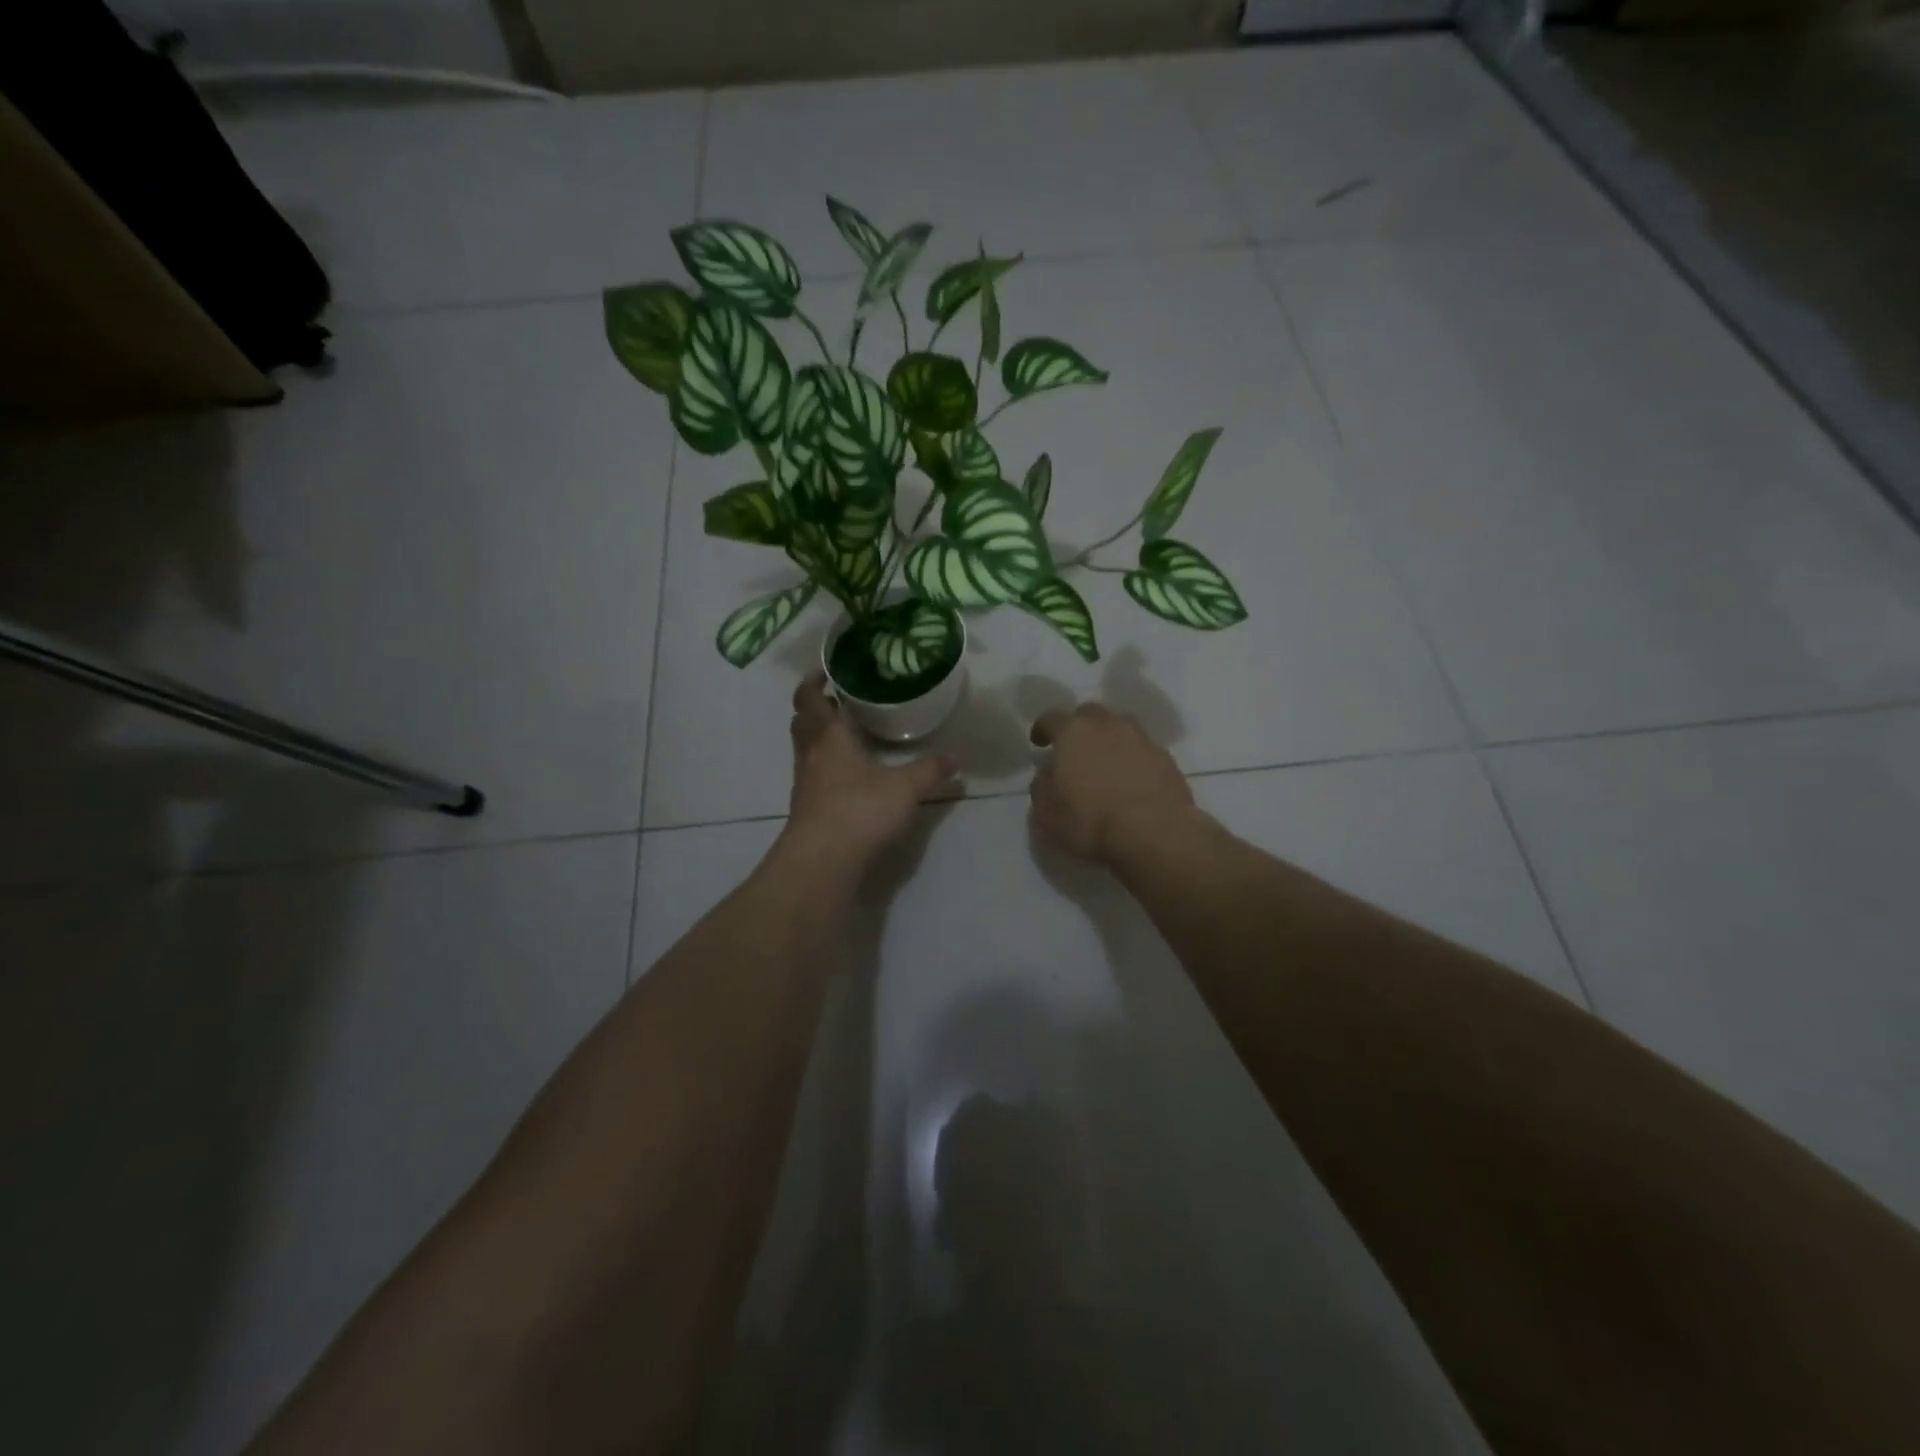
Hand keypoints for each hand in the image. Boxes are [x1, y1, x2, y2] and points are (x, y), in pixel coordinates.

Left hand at [784, 674, 958, 868]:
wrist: (822, 861)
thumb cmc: (859, 810)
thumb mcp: (905, 788)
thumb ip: (930, 771)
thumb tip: (956, 758)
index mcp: (828, 736)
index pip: (809, 698)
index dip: (813, 682)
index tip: (827, 672)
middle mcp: (811, 754)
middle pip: (803, 722)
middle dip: (816, 708)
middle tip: (840, 701)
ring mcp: (805, 783)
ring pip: (806, 749)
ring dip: (819, 737)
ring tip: (848, 735)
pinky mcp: (807, 808)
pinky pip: (813, 775)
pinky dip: (826, 766)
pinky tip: (849, 776)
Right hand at [1029, 702, 1194, 862]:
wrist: (1153, 833)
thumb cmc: (1090, 821)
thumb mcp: (1046, 812)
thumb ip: (1042, 786)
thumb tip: (1048, 774)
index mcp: (1073, 732)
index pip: (1052, 718)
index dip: (1043, 728)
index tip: (1039, 742)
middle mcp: (1108, 725)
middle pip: (1090, 713)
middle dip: (1079, 726)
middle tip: (1075, 748)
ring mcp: (1141, 739)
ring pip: (1121, 726)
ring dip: (1110, 738)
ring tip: (1106, 760)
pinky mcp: (1166, 758)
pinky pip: (1143, 749)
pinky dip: (1134, 758)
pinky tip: (1132, 779)